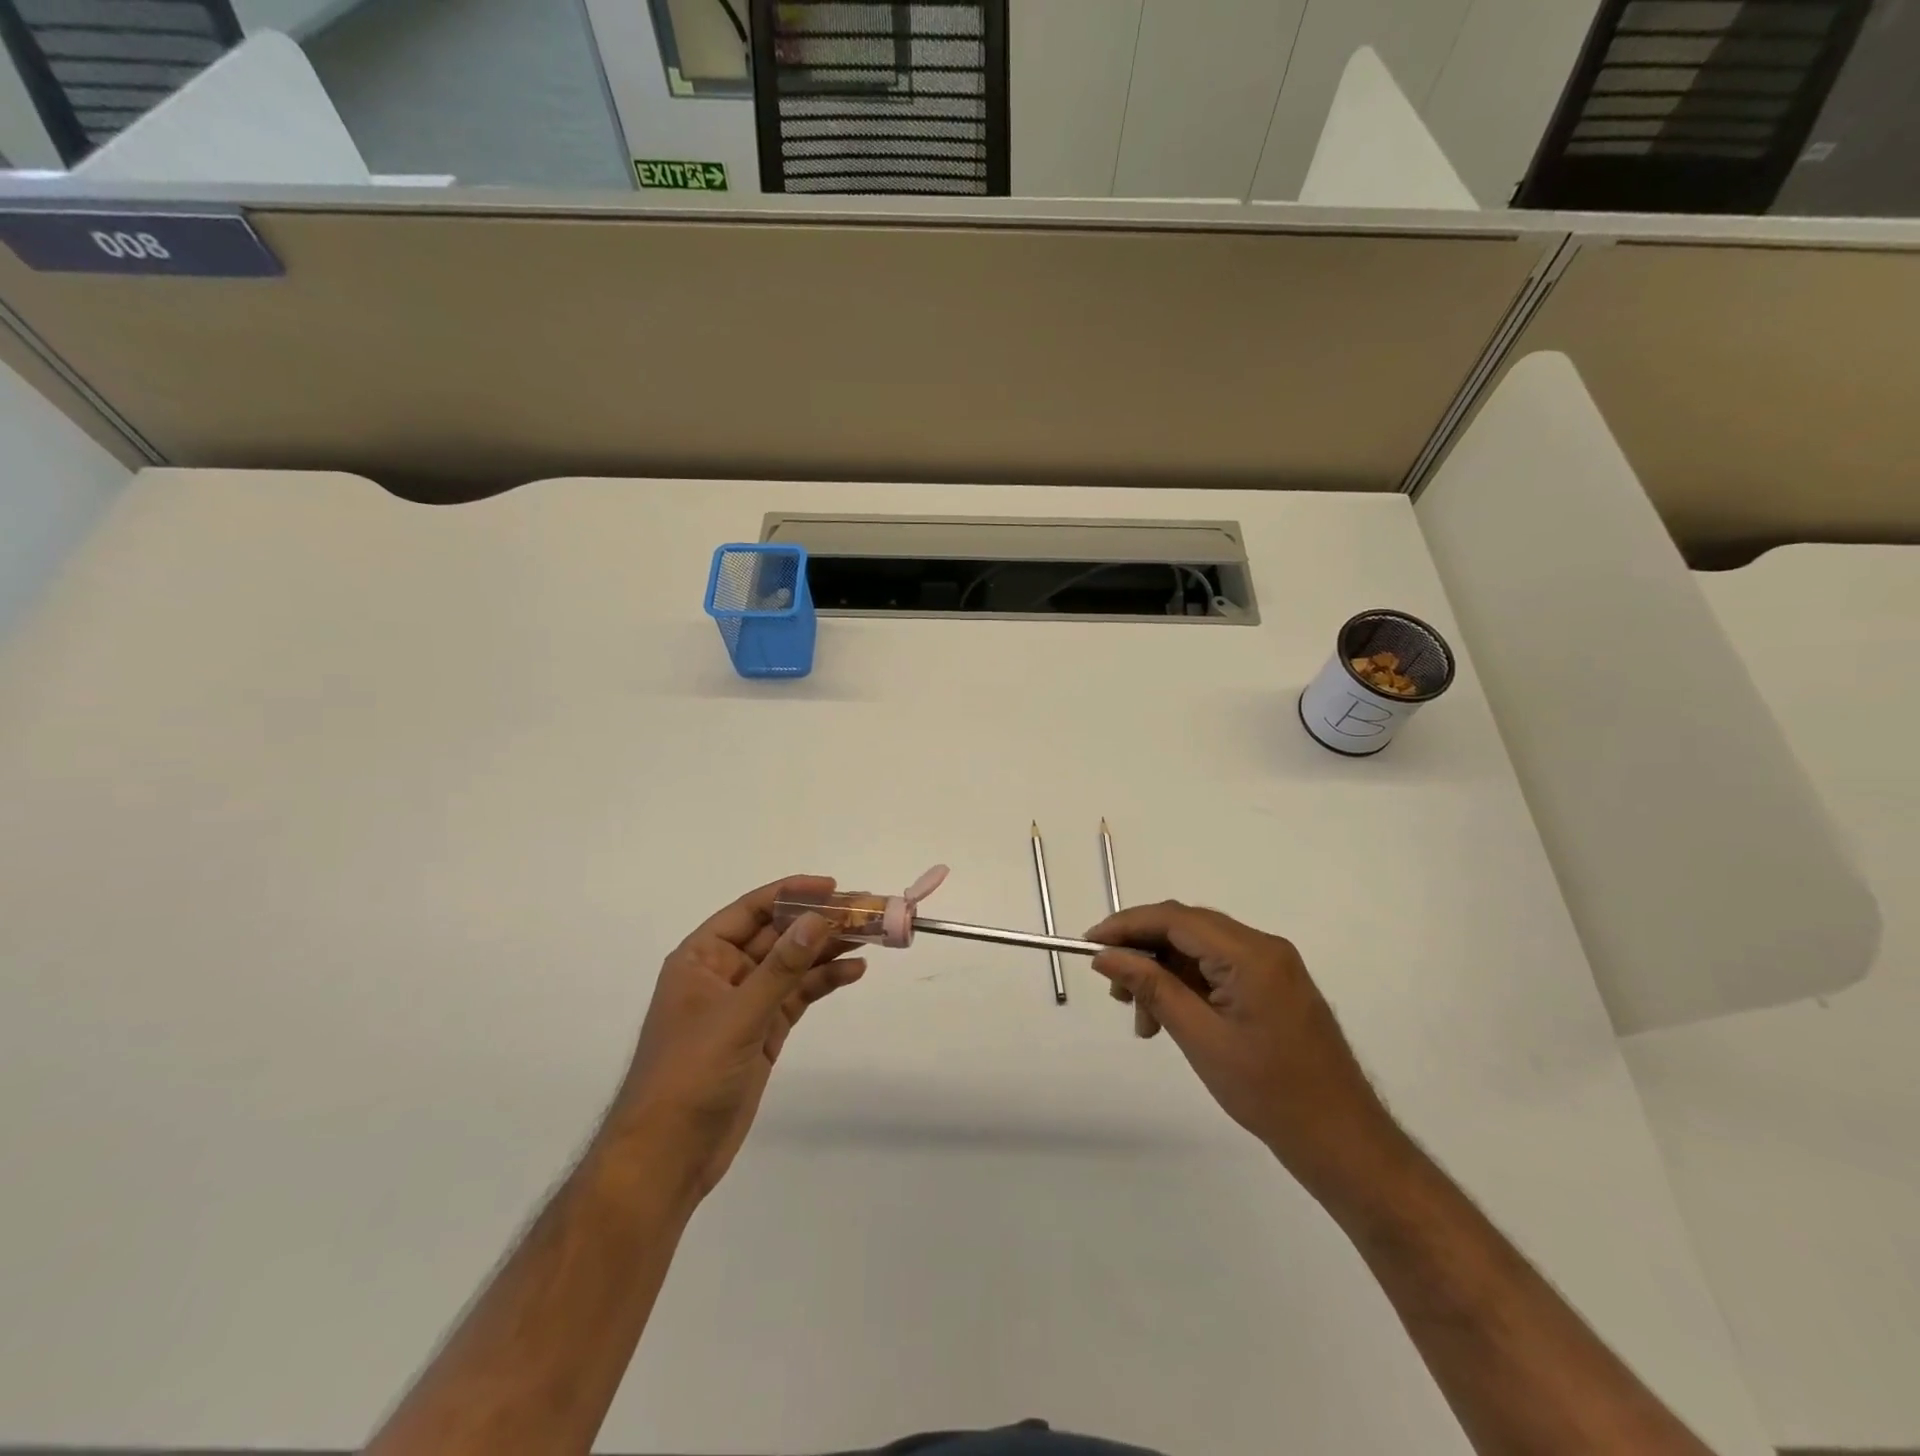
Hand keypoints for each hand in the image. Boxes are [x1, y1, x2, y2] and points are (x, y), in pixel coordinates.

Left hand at [604, 876, 865, 1200]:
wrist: (667, 1157)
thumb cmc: (689, 1075)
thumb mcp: (738, 1015)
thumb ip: (781, 967)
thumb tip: (818, 919)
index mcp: (702, 957)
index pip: (752, 910)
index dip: (792, 893)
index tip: (833, 887)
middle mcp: (724, 972)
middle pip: (778, 935)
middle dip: (819, 922)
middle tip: (864, 911)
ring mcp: (746, 1003)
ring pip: (793, 964)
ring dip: (828, 949)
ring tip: (871, 936)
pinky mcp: (763, 1032)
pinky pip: (798, 995)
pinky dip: (824, 982)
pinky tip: (854, 971)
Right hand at [1086, 901, 1395, 1188]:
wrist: (1343, 1141)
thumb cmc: (1270, 1093)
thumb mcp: (1201, 1038)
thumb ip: (1152, 988)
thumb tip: (1106, 955)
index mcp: (1251, 954)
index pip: (1175, 918)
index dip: (1126, 925)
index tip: (1089, 945)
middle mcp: (1264, 947)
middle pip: (1186, 928)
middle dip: (1143, 951)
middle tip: (1113, 989)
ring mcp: (1272, 967)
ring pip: (1199, 950)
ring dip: (1163, 974)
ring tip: (1143, 1020)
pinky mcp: (1273, 987)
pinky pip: (1218, 970)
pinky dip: (1187, 987)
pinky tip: (1170, 1021)